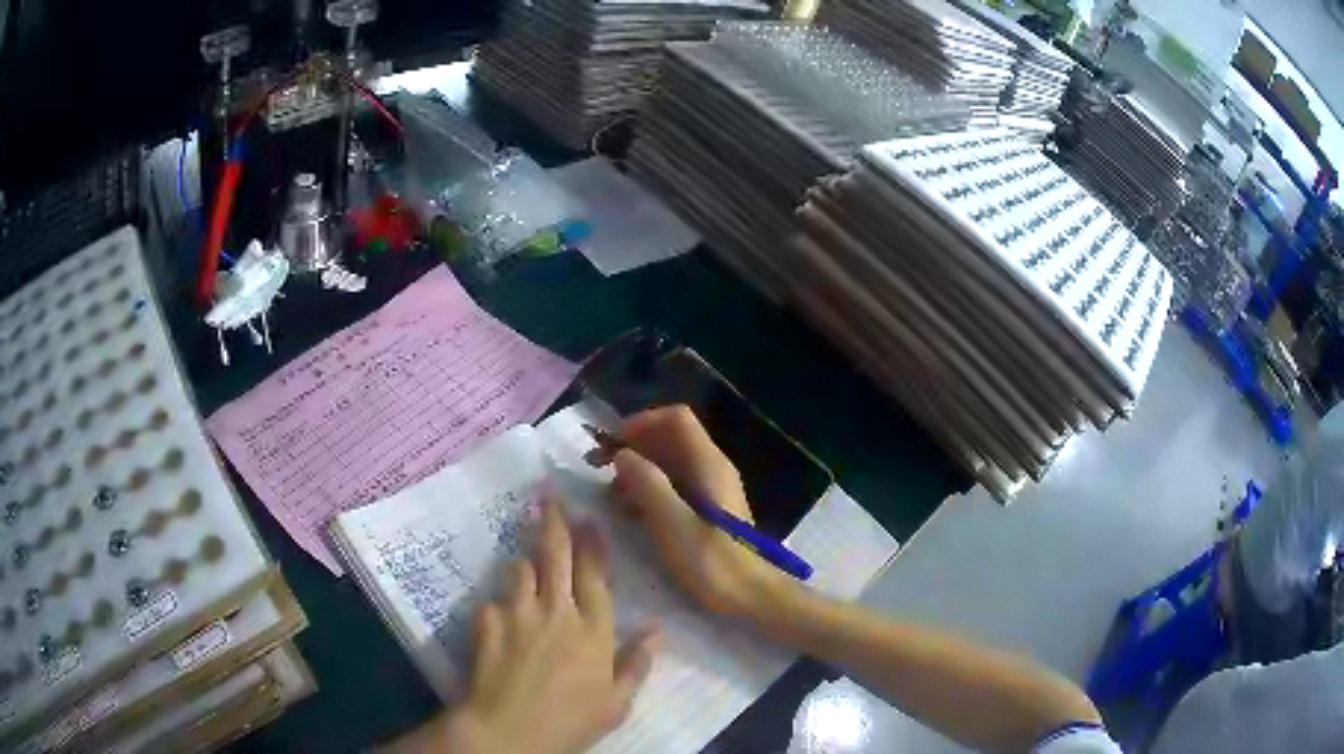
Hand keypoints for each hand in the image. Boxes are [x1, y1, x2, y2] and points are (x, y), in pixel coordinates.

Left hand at [385, 500, 659, 753]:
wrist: (508, 731)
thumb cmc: (571, 722)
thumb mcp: (617, 703)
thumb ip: (638, 663)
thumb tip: (659, 629)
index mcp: (593, 630)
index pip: (595, 576)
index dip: (592, 544)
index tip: (589, 518)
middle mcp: (556, 611)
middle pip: (556, 557)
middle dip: (554, 523)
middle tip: (548, 495)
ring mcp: (517, 613)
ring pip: (521, 569)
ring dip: (526, 559)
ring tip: (527, 554)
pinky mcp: (486, 622)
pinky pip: (493, 601)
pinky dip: (499, 603)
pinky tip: (498, 614)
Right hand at [605, 405, 783, 615]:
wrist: (752, 596)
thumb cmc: (714, 563)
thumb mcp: (674, 525)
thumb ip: (648, 486)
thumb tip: (622, 455)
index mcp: (708, 464)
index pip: (675, 418)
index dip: (640, 423)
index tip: (611, 445)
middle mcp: (712, 467)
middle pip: (670, 436)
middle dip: (632, 445)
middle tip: (597, 466)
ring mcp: (711, 487)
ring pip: (669, 460)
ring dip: (638, 468)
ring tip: (610, 495)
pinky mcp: (708, 509)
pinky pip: (674, 483)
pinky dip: (649, 488)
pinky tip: (630, 512)